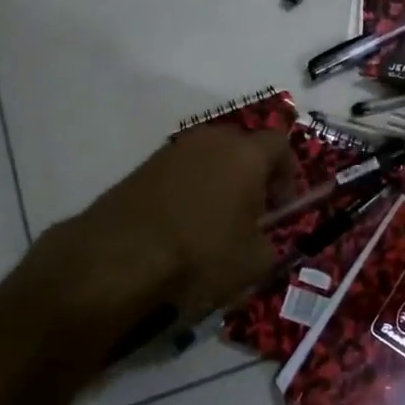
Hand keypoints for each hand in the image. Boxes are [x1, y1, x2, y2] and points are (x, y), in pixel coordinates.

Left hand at [45, 126, 295, 328]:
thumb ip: (269, 244)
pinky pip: (178, 174)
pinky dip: (186, 193)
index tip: (281, 208)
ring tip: (212, 225)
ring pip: (207, 159)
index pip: (280, 144)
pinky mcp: (141, 168)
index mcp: (245, 153)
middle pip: (242, 146)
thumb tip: (262, 240)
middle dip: (251, 176)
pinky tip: (179, 229)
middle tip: (250, 215)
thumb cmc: (199, 256)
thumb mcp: (253, 264)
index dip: (287, 175)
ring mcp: (171, 151)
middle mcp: (210, 140)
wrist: (117, 260)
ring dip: (217, 183)